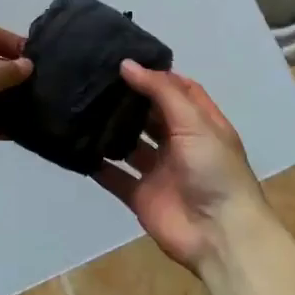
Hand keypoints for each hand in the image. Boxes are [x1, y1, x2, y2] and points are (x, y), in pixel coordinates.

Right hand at [94, 62, 270, 274]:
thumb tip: (126, 64)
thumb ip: (160, 92)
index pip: (180, 90)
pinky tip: (76, 147)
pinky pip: (115, 177)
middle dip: (128, 100)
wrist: (219, 235)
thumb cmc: (214, 170)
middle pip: (151, 116)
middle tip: (95, 80)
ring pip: (130, 145)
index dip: (157, 75)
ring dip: (110, 130)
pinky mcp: (141, 196)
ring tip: (81, 107)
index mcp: (201, 124)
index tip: (126, 59)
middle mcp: (180, 145)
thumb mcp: (194, 122)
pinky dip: (98, 165)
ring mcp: (160, 171)